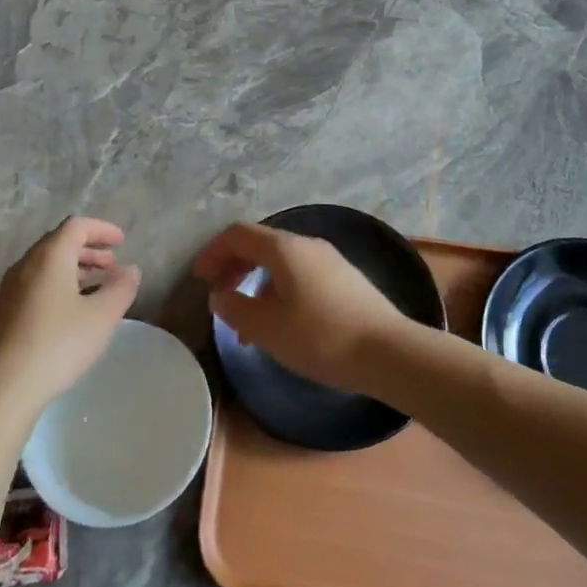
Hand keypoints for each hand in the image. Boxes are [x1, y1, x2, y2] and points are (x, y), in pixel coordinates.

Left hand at [0, 216, 139, 412]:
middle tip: (111, 265)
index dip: (102, 229)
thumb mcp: (102, 317)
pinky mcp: (0, 314)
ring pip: (45, 267)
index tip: (122, 242)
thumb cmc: (57, 345)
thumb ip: (121, 288)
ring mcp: (8, 290)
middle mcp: (25, 265)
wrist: (0, 390)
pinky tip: (68, 314)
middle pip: (59, 243)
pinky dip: (56, 287)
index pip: (77, 226)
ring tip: (94, 289)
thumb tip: (131, 269)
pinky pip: (34, 286)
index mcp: (49, 257)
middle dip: (88, 250)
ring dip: (73, 270)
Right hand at [197, 222, 412, 391]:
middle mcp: (307, 244)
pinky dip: (278, 290)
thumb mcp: (268, 329)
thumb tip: (220, 295)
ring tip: (246, 323)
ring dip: (256, 283)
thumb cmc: (322, 338)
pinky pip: (299, 274)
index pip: (238, 235)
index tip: (198, 279)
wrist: (389, 352)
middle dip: (233, 267)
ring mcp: (329, 259)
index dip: (213, 253)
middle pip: (259, 244)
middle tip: (218, 297)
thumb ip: (236, 309)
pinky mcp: (344, 278)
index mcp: (284, 248)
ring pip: (280, 262)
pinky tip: (280, 324)